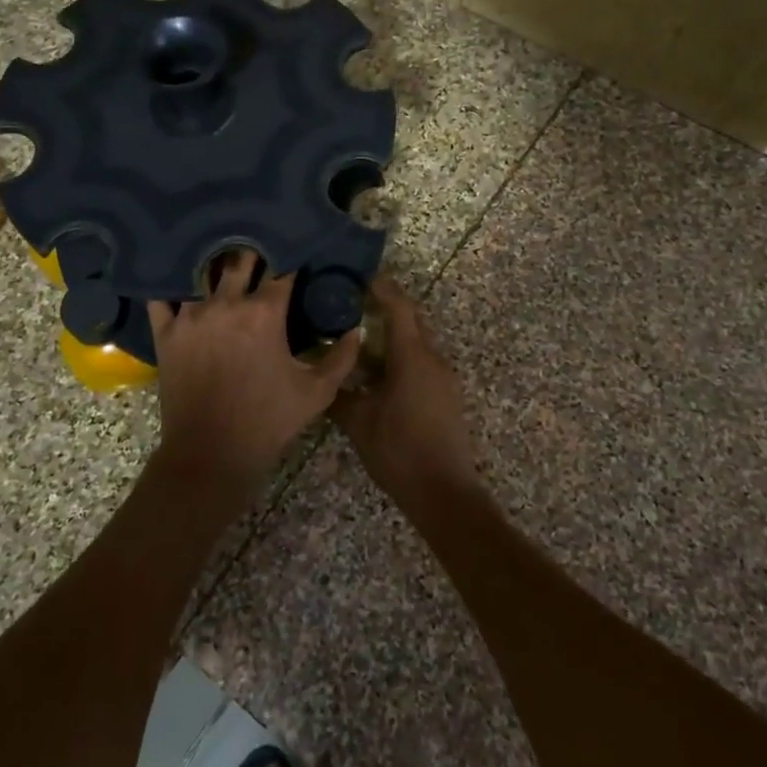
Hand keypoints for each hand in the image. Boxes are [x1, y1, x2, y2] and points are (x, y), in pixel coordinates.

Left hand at [148, 250, 361, 492]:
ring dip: (215, 263)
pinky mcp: (166, 332)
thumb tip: (356, 330)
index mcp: (265, 313)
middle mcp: (226, 303)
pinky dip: (171, 285)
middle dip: (254, 252)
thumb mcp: (317, 392)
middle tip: (260, 249)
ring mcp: (190, 316)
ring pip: (202, 271)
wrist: (211, 454)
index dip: (291, 257)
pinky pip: (162, 296)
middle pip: (240, 259)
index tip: (296, 252)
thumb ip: (342, 357)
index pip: (282, 269)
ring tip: (221, 257)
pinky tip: (179, 280)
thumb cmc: (268, 422)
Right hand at [330, 277, 481, 509]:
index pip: (398, 307)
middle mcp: (433, 358)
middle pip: (411, 319)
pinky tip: (375, 369)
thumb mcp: (358, 423)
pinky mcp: (445, 394)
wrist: (444, 492)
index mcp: (413, 357)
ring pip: (416, 341)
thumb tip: (320, 376)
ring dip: (391, 333)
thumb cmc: (399, 452)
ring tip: (358, 333)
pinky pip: (421, 361)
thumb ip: (338, 394)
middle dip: (385, 305)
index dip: (381, 287)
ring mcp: (443, 377)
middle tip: (352, 299)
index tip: (359, 273)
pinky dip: (399, 355)